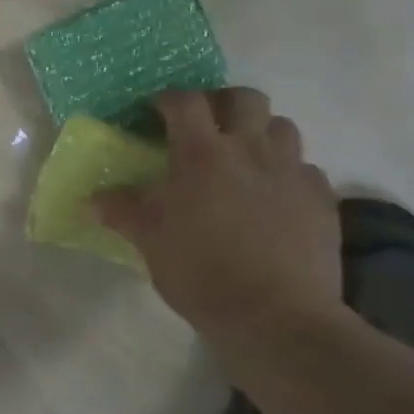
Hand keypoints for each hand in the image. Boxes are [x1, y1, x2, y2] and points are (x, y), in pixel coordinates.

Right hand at [95, 89, 341, 331]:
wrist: (276, 316)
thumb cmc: (201, 271)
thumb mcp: (149, 240)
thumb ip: (121, 211)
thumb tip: (90, 200)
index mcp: (202, 154)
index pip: (185, 101)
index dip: (167, 99)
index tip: (155, 112)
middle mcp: (250, 150)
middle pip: (244, 98)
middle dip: (222, 102)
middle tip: (206, 126)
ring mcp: (292, 172)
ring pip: (282, 126)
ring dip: (260, 132)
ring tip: (243, 157)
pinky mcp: (322, 200)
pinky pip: (306, 169)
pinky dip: (288, 173)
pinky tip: (275, 197)